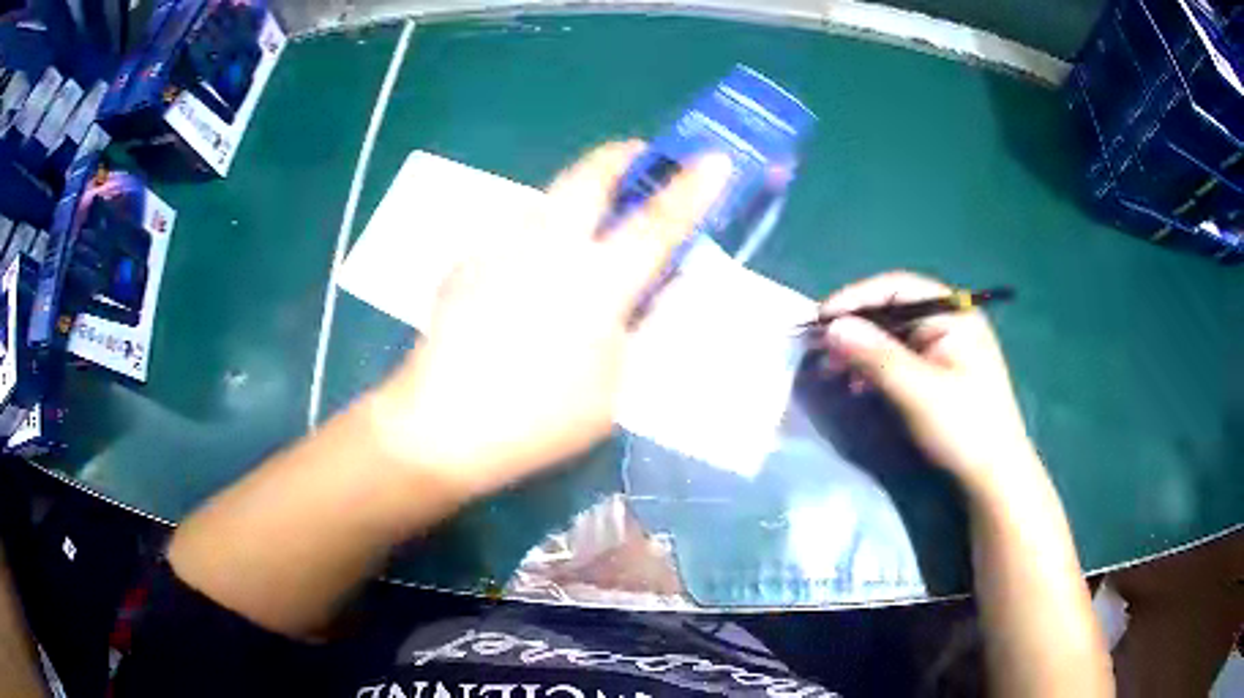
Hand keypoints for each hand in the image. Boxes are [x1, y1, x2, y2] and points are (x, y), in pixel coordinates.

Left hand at [369, 141, 733, 499]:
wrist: (440, 425)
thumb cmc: (538, 420)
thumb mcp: (614, 388)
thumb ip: (635, 330)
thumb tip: (648, 293)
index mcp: (596, 284)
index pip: (657, 222)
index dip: (693, 186)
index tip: (716, 158)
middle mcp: (549, 247)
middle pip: (591, 174)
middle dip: (622, 157)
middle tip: (639, 161)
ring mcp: (502, 247)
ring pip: (551, 197)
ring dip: (578, 198)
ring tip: (585, 231)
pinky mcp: (470, 260)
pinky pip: (517, 232)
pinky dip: (539, 239)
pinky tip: (528, 281)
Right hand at [819, 271, 1040, 493]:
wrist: (993, 478)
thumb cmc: (963, 428)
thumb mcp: (918, 391)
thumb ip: (876, 356)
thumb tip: (831, 327)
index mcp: (953, 314)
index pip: (897, 288)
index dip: (855, 298)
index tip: (820, 319)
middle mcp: (949, 323)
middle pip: (892, 310)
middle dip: (855, 328)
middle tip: (821, 349)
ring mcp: (944, 349)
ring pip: (892, 336)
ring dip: (861, 350)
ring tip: (834, 370)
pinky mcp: (938, 374)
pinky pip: (899, 359)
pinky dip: (874, 368)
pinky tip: (857, 386)